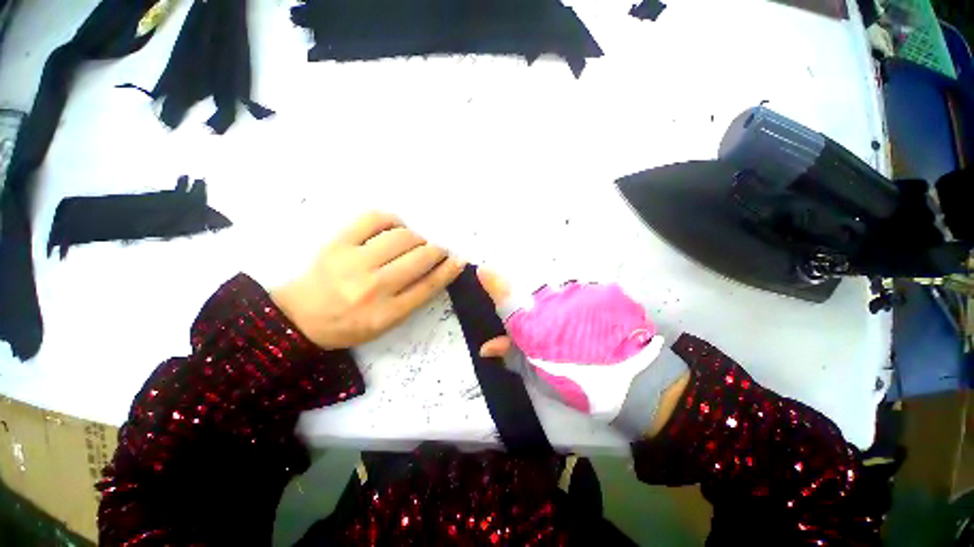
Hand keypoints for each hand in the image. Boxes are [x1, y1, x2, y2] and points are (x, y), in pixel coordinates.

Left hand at [271, 212, 464, 348]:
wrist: (301, 318)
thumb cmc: (350, 324)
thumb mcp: (388, 322)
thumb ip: (415, 297)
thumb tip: (440, 268)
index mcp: (387, 313)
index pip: (429, 285)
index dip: (449, 269)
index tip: (459, 258)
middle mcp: (373, 287)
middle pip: (420, 257)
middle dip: (436, 250)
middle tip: (434, 250)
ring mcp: (354, 262)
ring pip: (403, 237)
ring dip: (416, 237)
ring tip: (412, 243)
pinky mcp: (338, 243)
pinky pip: (374, 219)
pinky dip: (392, 220)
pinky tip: (393, 228)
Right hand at [476, 268, 663, 420]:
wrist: (637, 383)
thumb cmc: (581, 383)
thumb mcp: (540, 375)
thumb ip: (512, 354)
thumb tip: (486, 346)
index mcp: (535, 324)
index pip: (507, 296)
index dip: (493, 282)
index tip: (484, 270)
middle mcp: (554, 301)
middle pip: (535, 292)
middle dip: (538, 305)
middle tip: (555, 328)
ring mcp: (581, 291)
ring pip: (561, 292)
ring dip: (563, 305)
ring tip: (580, 329)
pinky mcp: (603, 289)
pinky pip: (583, 292)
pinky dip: (583, 304)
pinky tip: (595, 322)